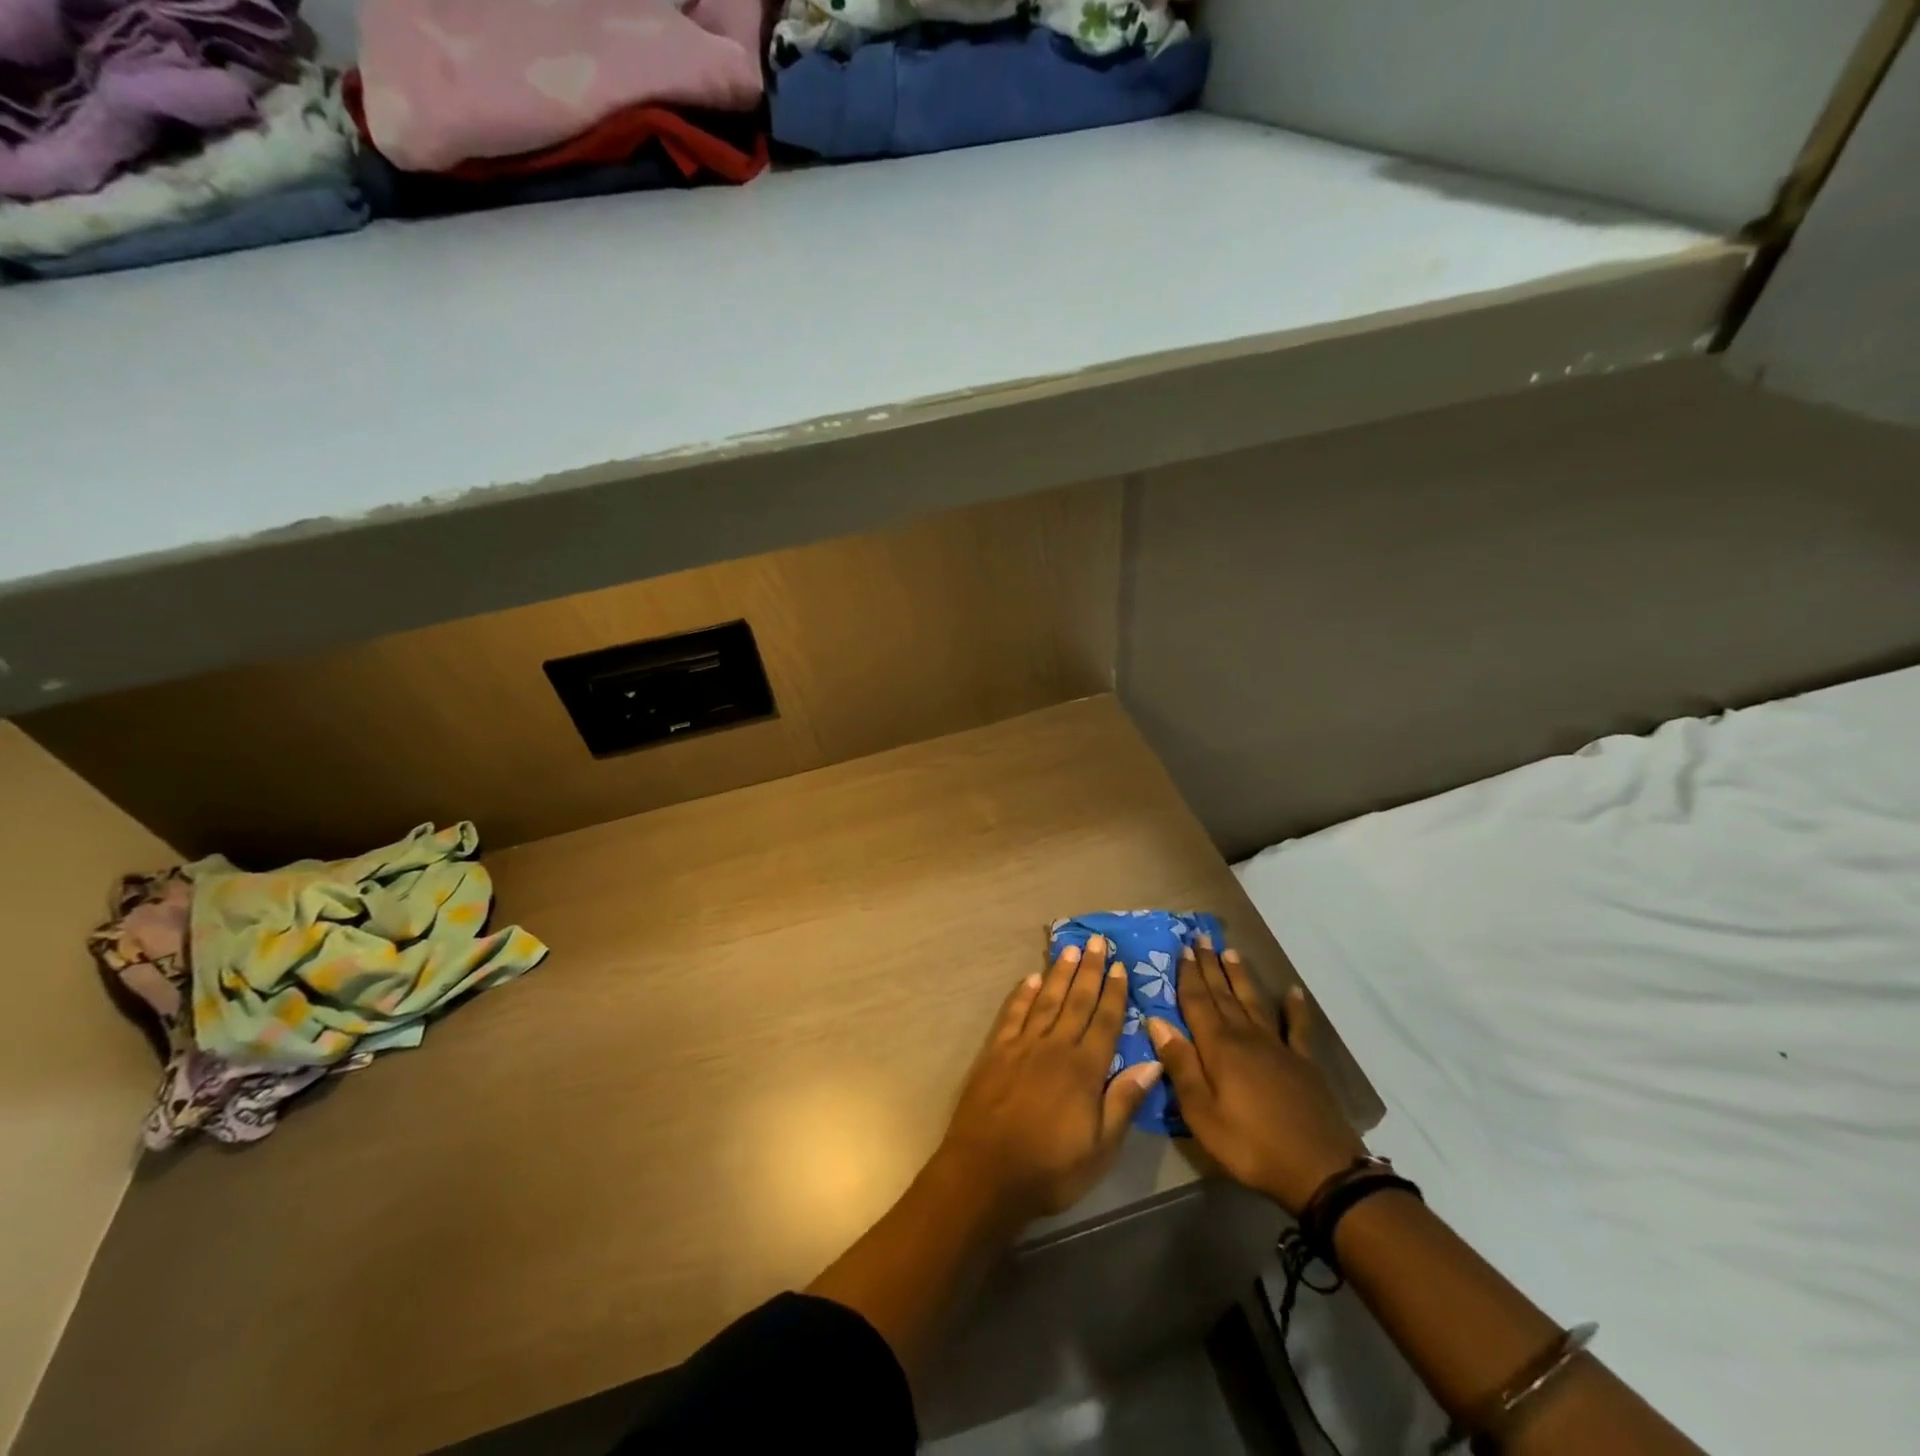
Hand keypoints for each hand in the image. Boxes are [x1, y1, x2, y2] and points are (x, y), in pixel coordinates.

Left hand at [938, 935, 1162, 1222]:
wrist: (985, 1173)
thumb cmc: (1050, 1169)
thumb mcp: (1100, 1149)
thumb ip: (1124, 1102)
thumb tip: (1153, 1063)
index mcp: (1084, 1070)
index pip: (1105, 1022)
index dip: (1114, 993)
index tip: (1120, 966)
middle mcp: (1054, 1047)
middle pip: (1076, 1001)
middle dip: (1089, 970)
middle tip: (1097, 940)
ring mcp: (1022, 1046)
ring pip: (1046, 1000)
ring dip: (1059, 973)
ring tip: (1069, 949)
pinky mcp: (996, 1052)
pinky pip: (1012, 1014)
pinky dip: (1022, 995)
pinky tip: (1031, 979)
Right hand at [1146, 940, 1365, 1215]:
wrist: (1320, 1170)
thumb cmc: (1250, 1144)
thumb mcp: (1201, 1113)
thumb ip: (1180, 1064)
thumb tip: (1156, 1020)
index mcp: (1218, 1047)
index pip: (1197, 1002)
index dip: (1188, 975)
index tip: (1182, 949)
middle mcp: (1246, 1036)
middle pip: (1223, 995)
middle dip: (1210, 966)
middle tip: (1201, 938)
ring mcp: (1278, 1047)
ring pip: (1253, 1002)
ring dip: (1240, 977)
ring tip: (1231, 952)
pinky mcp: (1303, 1063)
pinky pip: (1297, 1029)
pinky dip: (1295, 1008)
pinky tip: (1293, 992)